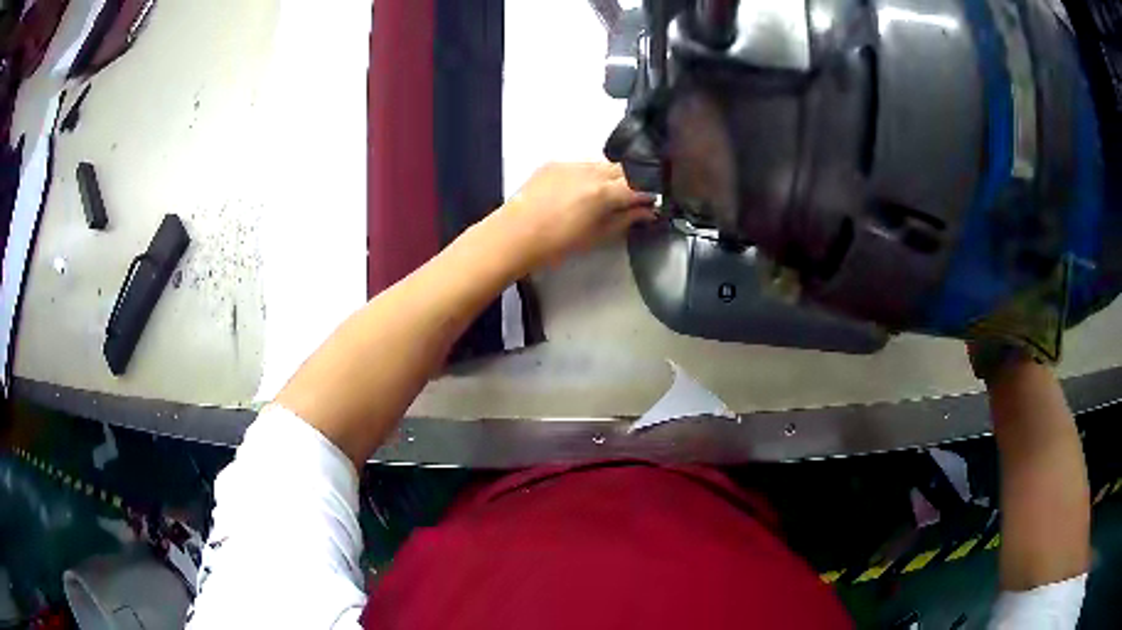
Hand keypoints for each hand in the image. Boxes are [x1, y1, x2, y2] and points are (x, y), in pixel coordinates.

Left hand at [494, 162, 655, 269]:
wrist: (513, 235)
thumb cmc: (556, 244)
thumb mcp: (597, 236)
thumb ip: (626, 219)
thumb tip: (647, 211)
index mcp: (603, 192)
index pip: (640, 185)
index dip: (650, 194)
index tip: (653, 203)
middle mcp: (591, 171)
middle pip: (624, 169)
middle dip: (633, 181)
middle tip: (632, 199)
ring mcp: (571, 163)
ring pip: (603, 164)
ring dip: (611, 176)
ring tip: (605, 195)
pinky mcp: (554, 162)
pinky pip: (581, 164)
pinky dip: (589, 174)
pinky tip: (581, 190)